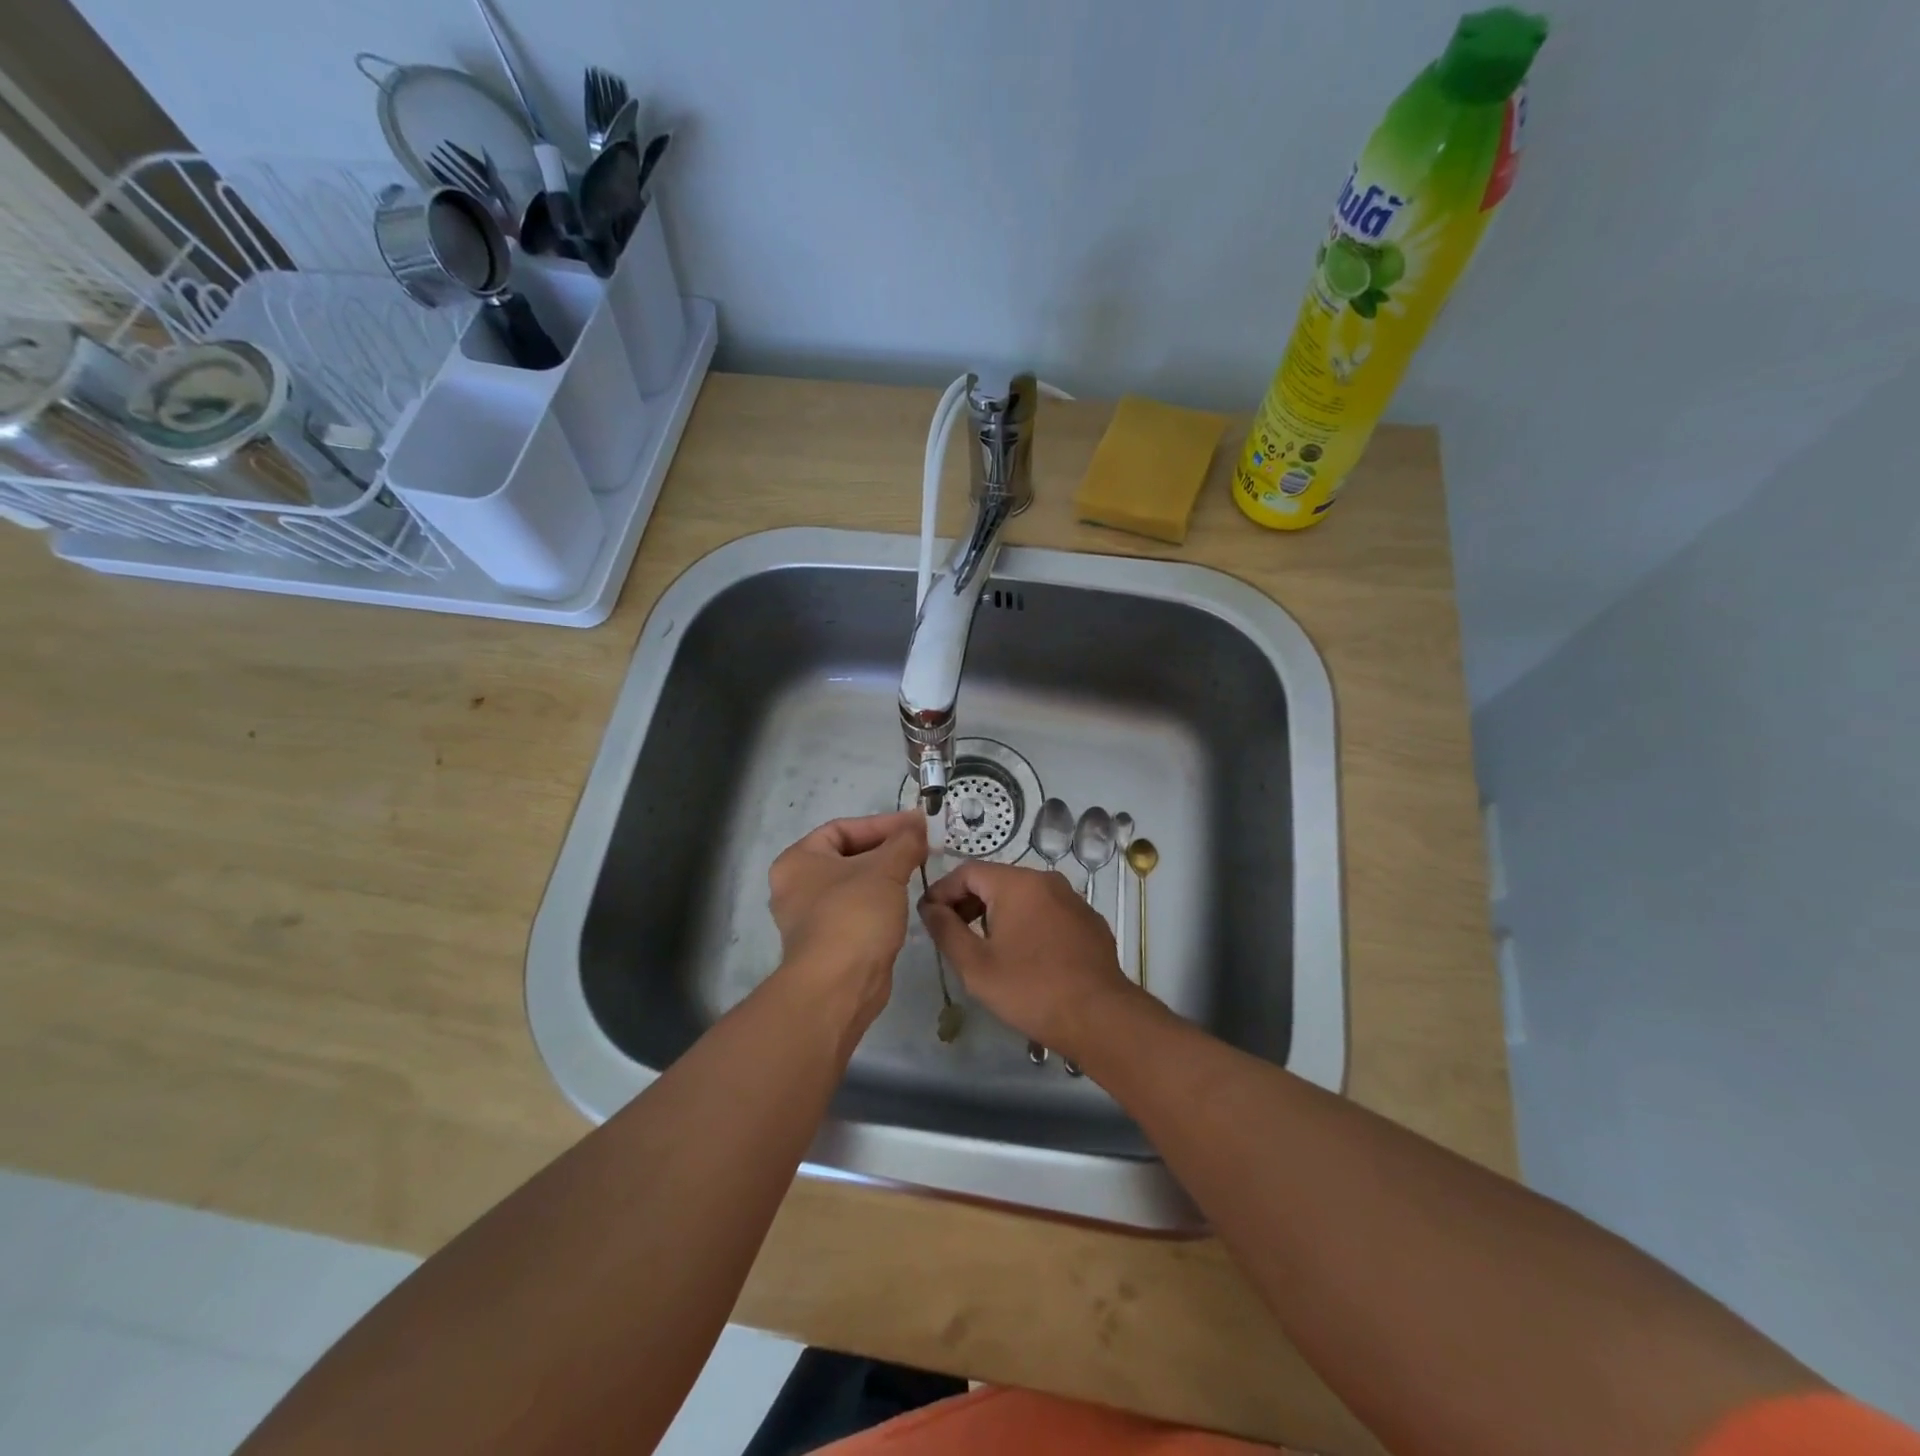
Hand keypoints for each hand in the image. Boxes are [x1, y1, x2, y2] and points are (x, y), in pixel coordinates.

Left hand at [768, 810, 927, 1030]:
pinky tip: (904, 900)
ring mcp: (809, 918)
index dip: (882, 824)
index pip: (842, 828)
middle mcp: (796, 886)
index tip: (916, 826)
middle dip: (886, 849)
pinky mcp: (827, 943)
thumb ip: (904, 842)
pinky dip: (879, 902)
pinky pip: (856, 910)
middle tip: (921, 847)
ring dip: (885, 875)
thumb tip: (918, 824)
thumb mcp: (885, 869)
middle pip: (847, 855)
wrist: (839, 986)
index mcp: (798, 860)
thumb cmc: (854, 916)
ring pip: (853, 885)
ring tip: (918, 869)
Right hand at [918, 861, 1139, 1062]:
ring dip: (998, 914)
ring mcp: (1072, 899)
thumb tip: (930, 907)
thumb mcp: (975, 965)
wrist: (1099, 1017)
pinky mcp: (1088, 921)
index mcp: (1017, 883)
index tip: (928, 917)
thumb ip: (946, 930)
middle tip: (952, 934)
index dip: (943, 891)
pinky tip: (1024, 956)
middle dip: (969, 903)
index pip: (967, 871)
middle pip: (996, 880)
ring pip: (1023, 896)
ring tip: (985, 947)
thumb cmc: (1030, 989)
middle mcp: (1047, 880)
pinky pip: (1047, 912)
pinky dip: (1027, 924)